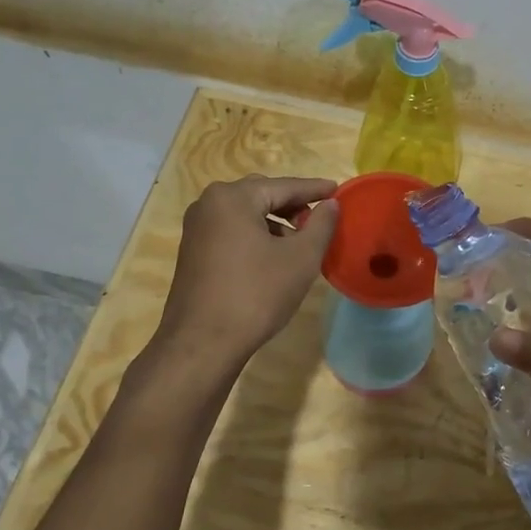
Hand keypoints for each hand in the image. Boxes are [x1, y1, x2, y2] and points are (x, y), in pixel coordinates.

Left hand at [156, 176, 337, 364]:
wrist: (202, 343)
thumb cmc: (256, 294)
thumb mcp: (301, 259)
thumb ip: (321, 225)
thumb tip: (330, 204)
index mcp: (233, 197)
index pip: (284, 186)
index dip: (314, 189)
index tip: (337, 190)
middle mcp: (209, 204)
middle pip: (261, 195)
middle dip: (292, 205)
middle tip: (320, 218)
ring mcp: (196, 228)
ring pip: (245, 214)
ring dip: (274, 222)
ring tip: (300, 242)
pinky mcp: (192, 251)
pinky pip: (231, 231)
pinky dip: (255, 235)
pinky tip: (273, 257)